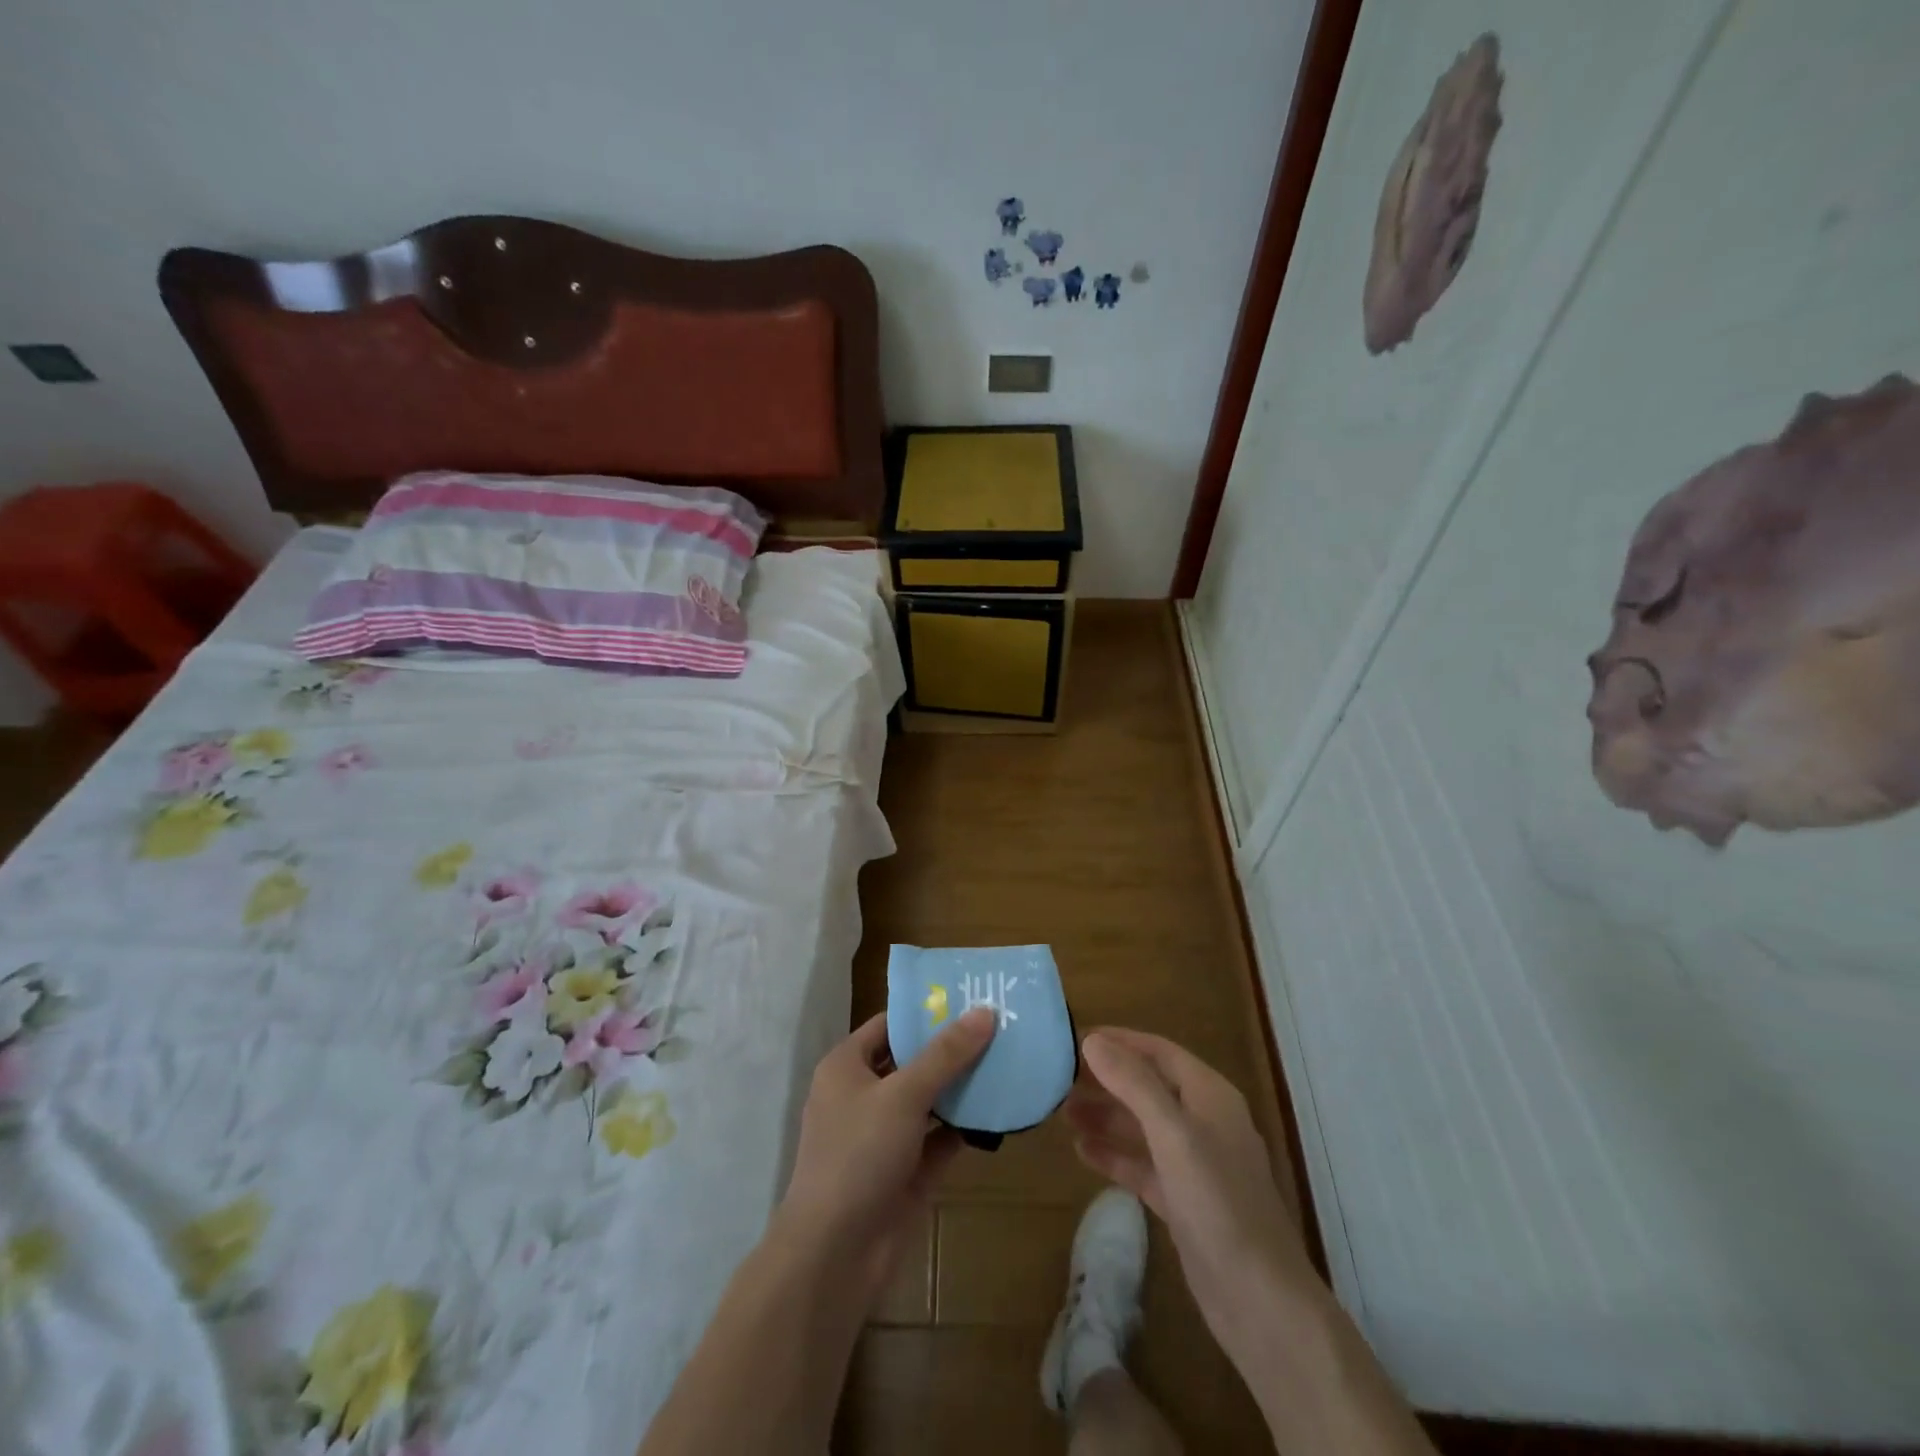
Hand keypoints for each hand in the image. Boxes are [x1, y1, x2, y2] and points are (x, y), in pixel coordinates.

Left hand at [775, 1007, 995, 1303]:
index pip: (889, 1025)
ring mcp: (885, 1136)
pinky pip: (940, 1138)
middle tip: (1000, 1026)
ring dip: (962, 1086)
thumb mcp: (903, 1094)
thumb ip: (945, 1054)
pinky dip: (965, 1126)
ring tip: (1009, 1059)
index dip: (926, 1012)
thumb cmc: (858, 1155)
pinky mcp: (906, 1171)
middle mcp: (863, 1095)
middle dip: (952, 1048)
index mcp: (847, 1067)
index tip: (970, 998)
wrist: (835, 1255)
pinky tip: (1000, 1109)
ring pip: (929, 1100)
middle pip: (913, 1061)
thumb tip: (984, 1011)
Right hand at [1067, 1027, 1316, 1363]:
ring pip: (1143, 1127)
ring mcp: (1196, 1165)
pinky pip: (1143, 1166)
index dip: (1121, 1042)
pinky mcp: (1184, 1202)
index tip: (1077, 1038)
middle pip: (1150, 1088)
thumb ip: (1133, 1084)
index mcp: (1210, 1096)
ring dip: (1106, 1117)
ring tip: (1063, 1113)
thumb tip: (1093, 1041)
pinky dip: (1115, 1156)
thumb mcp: (1173, 1134)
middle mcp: (1204, 1122)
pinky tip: (1082, 1152)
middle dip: (1108, 1081)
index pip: (1160, 1052)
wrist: (1260, 1300)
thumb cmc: (1218, 1203)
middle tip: (1061, 1079)